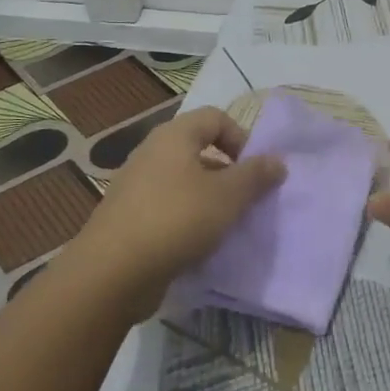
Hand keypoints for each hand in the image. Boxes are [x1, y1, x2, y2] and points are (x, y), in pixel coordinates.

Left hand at [64, 106, 284, 320]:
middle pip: (199, 149)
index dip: (241, 137)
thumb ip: (256, 175)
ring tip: (225, 226)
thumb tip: (278, 160)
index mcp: (174, 136)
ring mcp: (135, 185)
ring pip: (183, 181)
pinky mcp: (127, 217)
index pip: (215, 117)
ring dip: (209, 199)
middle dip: (227, 172)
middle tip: (245, 200)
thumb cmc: (176, 220)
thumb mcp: (228, 196)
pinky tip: (197, 245)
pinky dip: (186, 219)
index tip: (254, 170)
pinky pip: (167, 207)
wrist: (112, 273)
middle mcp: (151, 153)